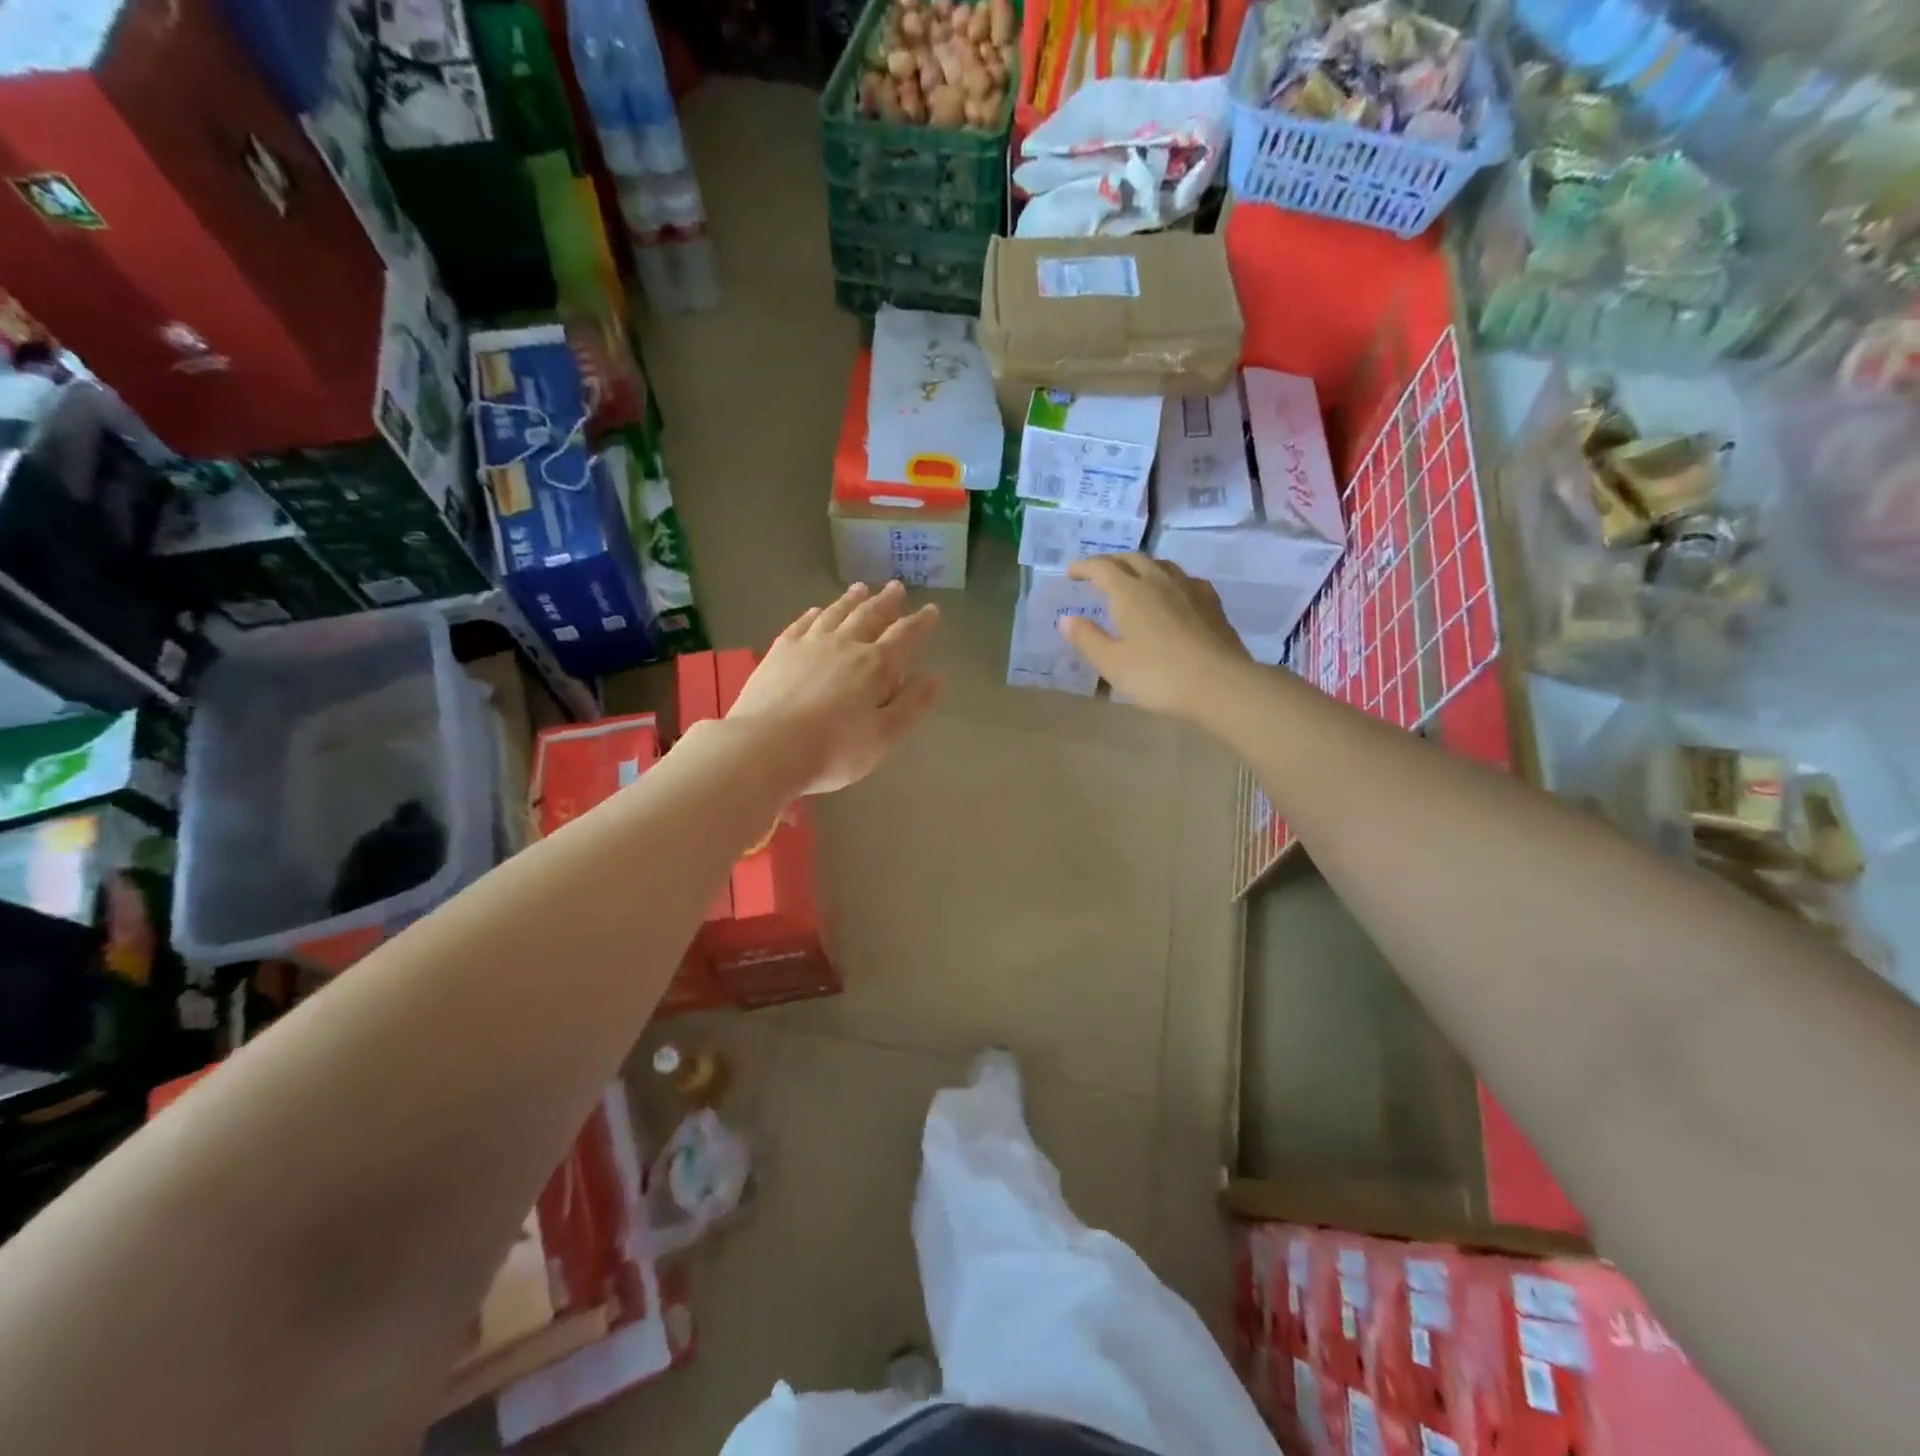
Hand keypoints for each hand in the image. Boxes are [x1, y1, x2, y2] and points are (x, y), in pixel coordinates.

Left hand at [728, 581, 942, 794]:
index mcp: (876, 665)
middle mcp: (845, 645)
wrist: (768, 747)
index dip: (921, 623)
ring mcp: (809, 644)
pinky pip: (801, 623)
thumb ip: (912, 705)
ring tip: (861, 588)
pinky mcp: (779, 651)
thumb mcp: (885, 736)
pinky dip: (813, 614)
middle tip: (896, 587)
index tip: (932, 610)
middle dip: (886, 602)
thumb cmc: (834, 749)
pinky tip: (815, 611)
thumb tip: (937, 677)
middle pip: (869, 616)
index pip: (905, 636)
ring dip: (851, 600)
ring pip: (835, 613)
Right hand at [1057, 553, 1251, 718]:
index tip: (1072, 572)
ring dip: (1141, 566)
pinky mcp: (1211, 603)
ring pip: (1161, 564)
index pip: (1102, 568)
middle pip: (1132, 559)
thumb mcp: (1112, 664)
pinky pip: (1185, 579)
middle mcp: (1159, 581)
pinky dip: (1168, 579)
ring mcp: (1189, 589)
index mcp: (1130, 593)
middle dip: (1111, 562)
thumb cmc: (1158, 676)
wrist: (1221, 684)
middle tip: (1098, 572)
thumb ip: (1087, 639)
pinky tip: (1172, 593)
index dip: (1085, 567)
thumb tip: (1066, 619)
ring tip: (1133, 578)